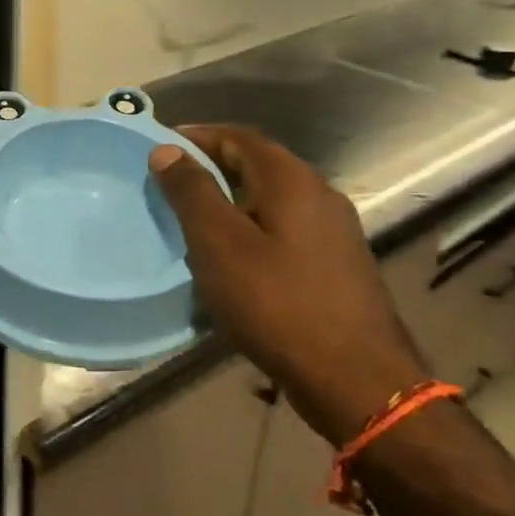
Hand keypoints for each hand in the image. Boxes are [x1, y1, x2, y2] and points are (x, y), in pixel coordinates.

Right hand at [150, 125, 425, 444]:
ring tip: (192, 221)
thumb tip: (167, 150)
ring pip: (270, 199)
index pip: (238, 136)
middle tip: (169, 185)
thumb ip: (192, 191)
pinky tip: (231, 258)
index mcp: (292, 180)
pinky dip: (250, 228)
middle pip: (257, 164)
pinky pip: (284, 228)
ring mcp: (334, 230)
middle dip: (211, 167)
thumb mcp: (219, 243)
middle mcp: (319, 194)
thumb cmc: (277, 303)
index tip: (159, 148)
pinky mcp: (337, 263)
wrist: (355, 379)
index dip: (196, 136)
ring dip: (230, 200)